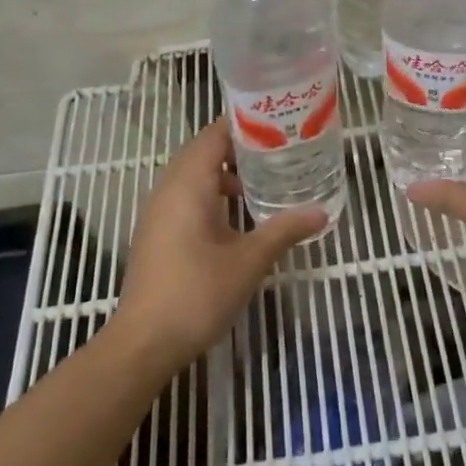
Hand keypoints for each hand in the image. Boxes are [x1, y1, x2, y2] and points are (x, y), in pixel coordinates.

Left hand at [113, 119, 327, 372]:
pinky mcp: (157, 232)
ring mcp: (159, 211)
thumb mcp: (248, 261)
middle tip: (280, 147)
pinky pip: (186, 195)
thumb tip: (322, 212)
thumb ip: (284, 230)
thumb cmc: (197, 293)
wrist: (144, 343)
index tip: (279, 122)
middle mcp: (169, 188)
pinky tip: (238, 214)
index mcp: (188, 183)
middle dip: (240, 146)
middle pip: (204, 150)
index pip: (215, 134)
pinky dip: (212, 192)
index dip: (246, 123)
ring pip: (194, 174)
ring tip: (264, 177)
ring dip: (226, 171)